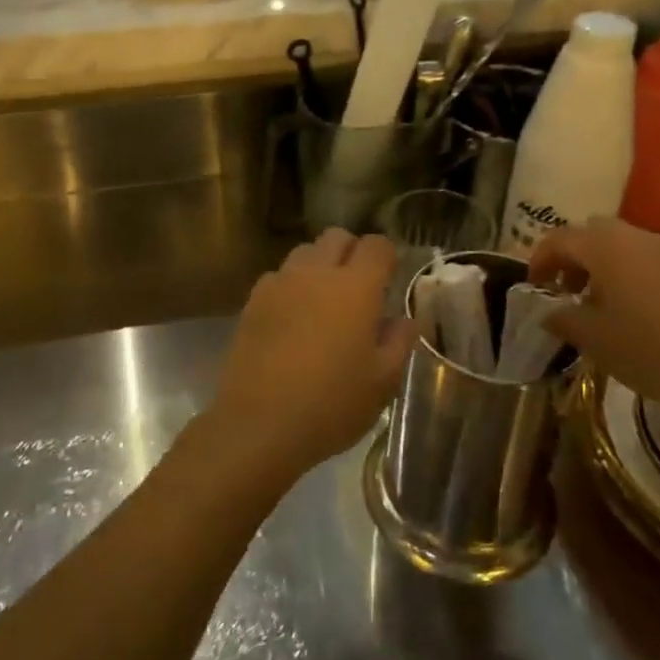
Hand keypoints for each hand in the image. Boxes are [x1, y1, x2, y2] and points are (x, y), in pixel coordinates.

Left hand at [210, 229, 416, 481]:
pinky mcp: (253, 300)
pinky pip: (278, 276)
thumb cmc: (331, 404)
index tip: (392, 276)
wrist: (259, 422)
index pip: (377, 245)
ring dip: (320, 265)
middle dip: (352, 252)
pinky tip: (293, 317)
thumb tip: (406, 319)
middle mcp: (316, 273)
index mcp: (355, 287)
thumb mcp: (381, 382)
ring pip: (304, 252)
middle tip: (360, 287)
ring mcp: (280, 283)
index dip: (388, 255)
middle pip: (337, 237)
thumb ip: (399, 342)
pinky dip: (291, 285)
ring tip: (324, 300)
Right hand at [530, 219, 659, 441]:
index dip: (539, 259)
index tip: (533, 286)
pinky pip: (650, 262)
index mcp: (607, 248)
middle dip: (572, 257)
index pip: (560, 238)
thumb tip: (550, 311)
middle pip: (593, 233)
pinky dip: (631, 276)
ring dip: (602, 266)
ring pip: (623, 246)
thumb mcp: (595, 340)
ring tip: (598, 305)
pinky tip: (636, 314)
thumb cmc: (652, 352)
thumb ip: (563, 319)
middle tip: (564, 290)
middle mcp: (639, 239)